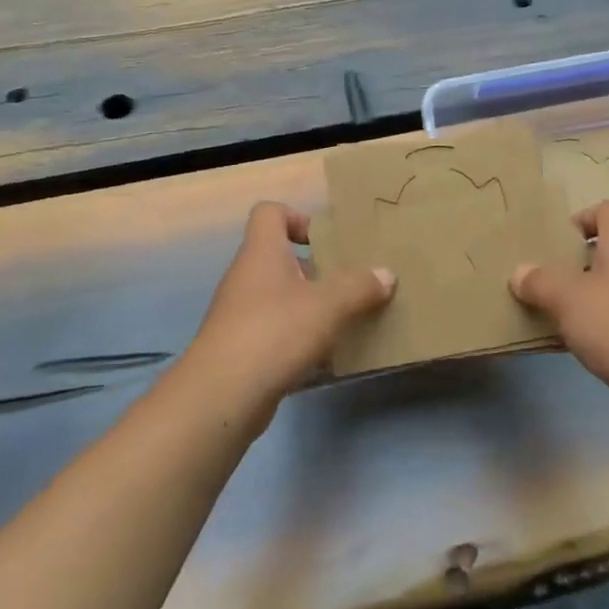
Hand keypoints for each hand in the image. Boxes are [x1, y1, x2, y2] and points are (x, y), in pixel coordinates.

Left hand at [181, 202, 393, 414]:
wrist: (222, 396)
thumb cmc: (274, 332)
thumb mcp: (328, 305)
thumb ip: (359, 287)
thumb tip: (386, 274)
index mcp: (262, 252)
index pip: (270, 213)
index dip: (297, 217)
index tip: (327, 240)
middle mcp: (247, 277)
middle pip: (282, 258)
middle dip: (318, 269)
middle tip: (350, 283)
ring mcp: (241, 314)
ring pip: (282, 298)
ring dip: (313, 307)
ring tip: (347, 320)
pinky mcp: (243, 349)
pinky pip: (278, 333)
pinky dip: (302, 340)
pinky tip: (329, 358)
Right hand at [511, 201, 608, 402]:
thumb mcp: (565, 297)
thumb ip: (539, 281)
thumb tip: (520, 273)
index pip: (607, 210)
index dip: (580, 219)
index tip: (555, 242)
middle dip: (577, 261)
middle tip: (547, 276)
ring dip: (587, 295)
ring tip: (556, 309)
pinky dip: (601, 323)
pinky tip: (578, 341)